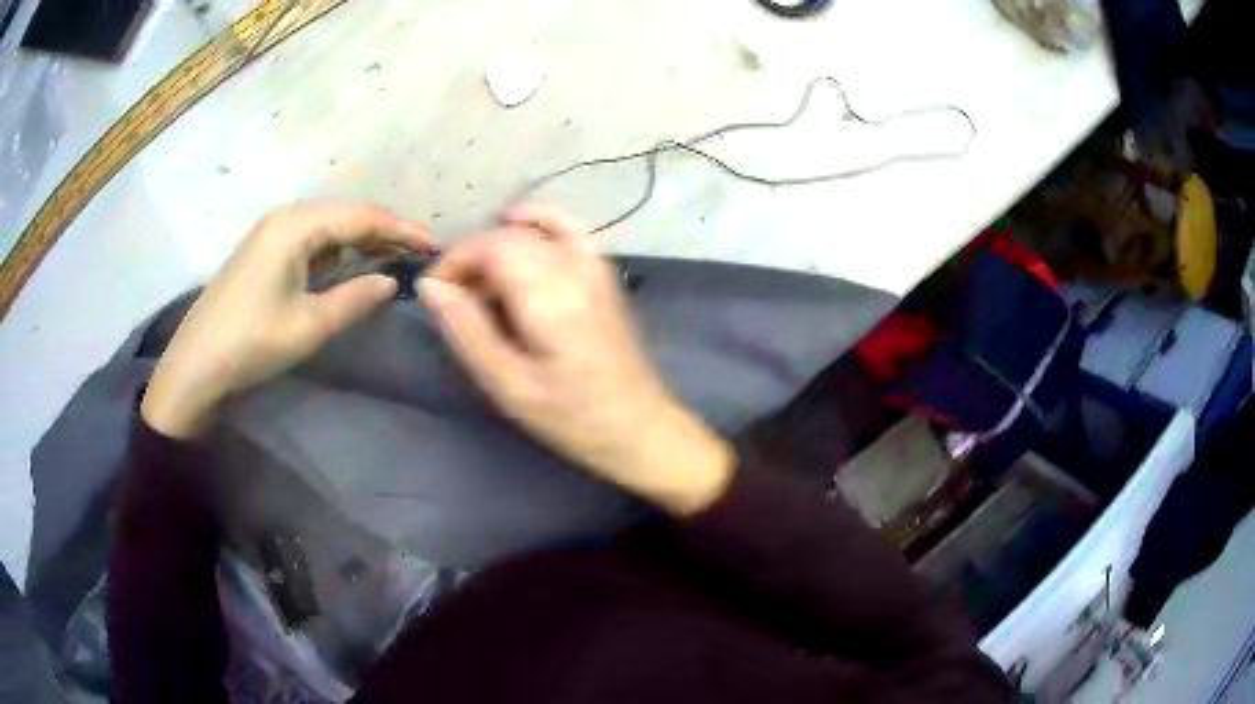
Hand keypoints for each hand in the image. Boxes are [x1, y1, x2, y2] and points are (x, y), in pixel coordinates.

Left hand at [142, 203, 434, 438]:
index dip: (401, 230)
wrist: (195, 366)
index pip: (361, 217)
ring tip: (393, 258)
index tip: (435, 245)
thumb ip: (355, 298)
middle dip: (384, 231)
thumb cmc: (251, 342)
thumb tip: (392, 281)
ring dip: (361, 240)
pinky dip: (336, 250)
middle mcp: (284, 218)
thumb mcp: (309, 325)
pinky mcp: (263, 251)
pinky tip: (350, 264)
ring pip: (328, 226)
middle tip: (418, 253)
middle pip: (345, 214)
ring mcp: (271, 233)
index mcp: (296, 226)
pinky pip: (310, 239)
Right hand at [420, 203, 733, 514]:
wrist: (639, 426)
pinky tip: (516, 229)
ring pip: (532, 230)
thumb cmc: (572, 416)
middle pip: (507, 235)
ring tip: (481, 287)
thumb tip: (431, 286)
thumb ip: (467, 330)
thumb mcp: (509, 385)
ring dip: (496, 248)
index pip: (489, 246)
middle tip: (455, 301)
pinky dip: (538, 221)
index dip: (454, 261)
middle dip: (471, 259)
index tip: (436, 293)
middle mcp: (574, 267)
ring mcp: (595, 265)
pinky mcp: (604, 272)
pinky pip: (567, 227)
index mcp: (550, 295)